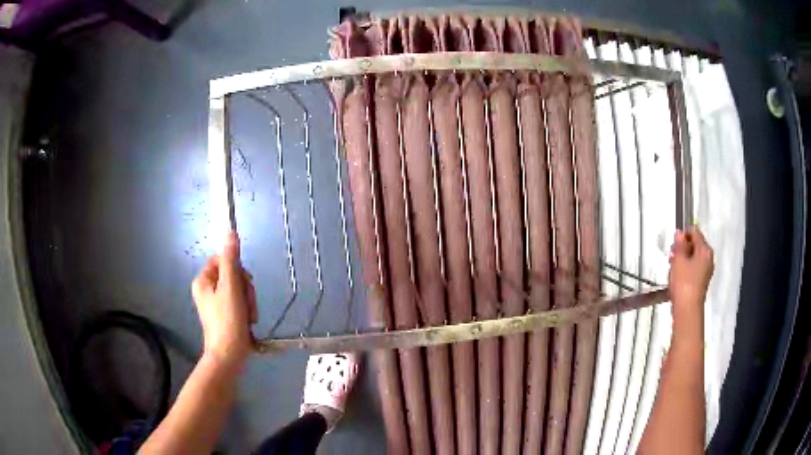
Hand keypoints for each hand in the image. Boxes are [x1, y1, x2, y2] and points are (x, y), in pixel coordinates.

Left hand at [191, 231, 256, 366]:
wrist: (229, 355)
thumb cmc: (228, 321)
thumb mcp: (231, 287)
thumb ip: (231, 260)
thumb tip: (230, 231)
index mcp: (203, 280)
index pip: (223, 260)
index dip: (237, 270)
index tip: (243, 284)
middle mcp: (207, 289)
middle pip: (233, 275)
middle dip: (245, 289)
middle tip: (246, 304)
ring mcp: (216, 303)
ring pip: (239, 289)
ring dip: (248, 301)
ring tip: (248, 317)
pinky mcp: (225, 315)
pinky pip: (239, 303)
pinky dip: (246, 310)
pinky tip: (248, 322)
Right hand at [668, 228, 713, 312]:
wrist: (687, 310)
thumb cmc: (684, 283)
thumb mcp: (679, 260)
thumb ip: (679, 244)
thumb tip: (679, 233)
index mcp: (705, 250)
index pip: (695, 232)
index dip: (683, 234)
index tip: (674, 243)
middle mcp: (708, 259)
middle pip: (695, 245)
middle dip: (682, 248)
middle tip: (672, 255)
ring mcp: (705, 271)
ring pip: (693, 257)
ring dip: (682, 259)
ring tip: (672, 268)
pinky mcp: (701, 282)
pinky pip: (693, 269)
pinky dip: (685, 269)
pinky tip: (677, 277)